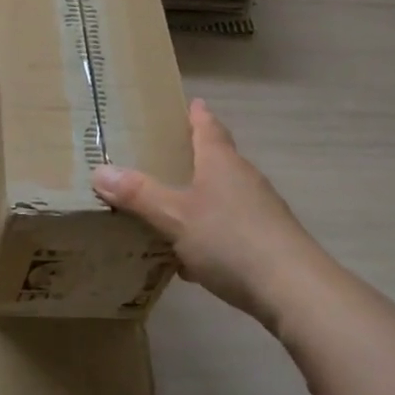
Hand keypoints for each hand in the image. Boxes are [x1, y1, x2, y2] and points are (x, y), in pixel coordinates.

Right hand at [91, 99, 331, 335]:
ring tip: (170, 209)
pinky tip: (192, 261)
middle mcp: (244, 179)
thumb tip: (100, 171)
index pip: (208, 128)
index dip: (198, 115)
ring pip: (224, 197)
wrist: (295, 290)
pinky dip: (210, 235)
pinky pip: (231, 230)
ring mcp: (262, 212)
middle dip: (194, 158)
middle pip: (218, 160)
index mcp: (221, 163)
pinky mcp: (269, 243)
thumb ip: (138, 195)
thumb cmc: (230, 240)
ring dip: (200, 200)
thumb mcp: (174, 217)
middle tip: (164, 156)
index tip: (191, 103)